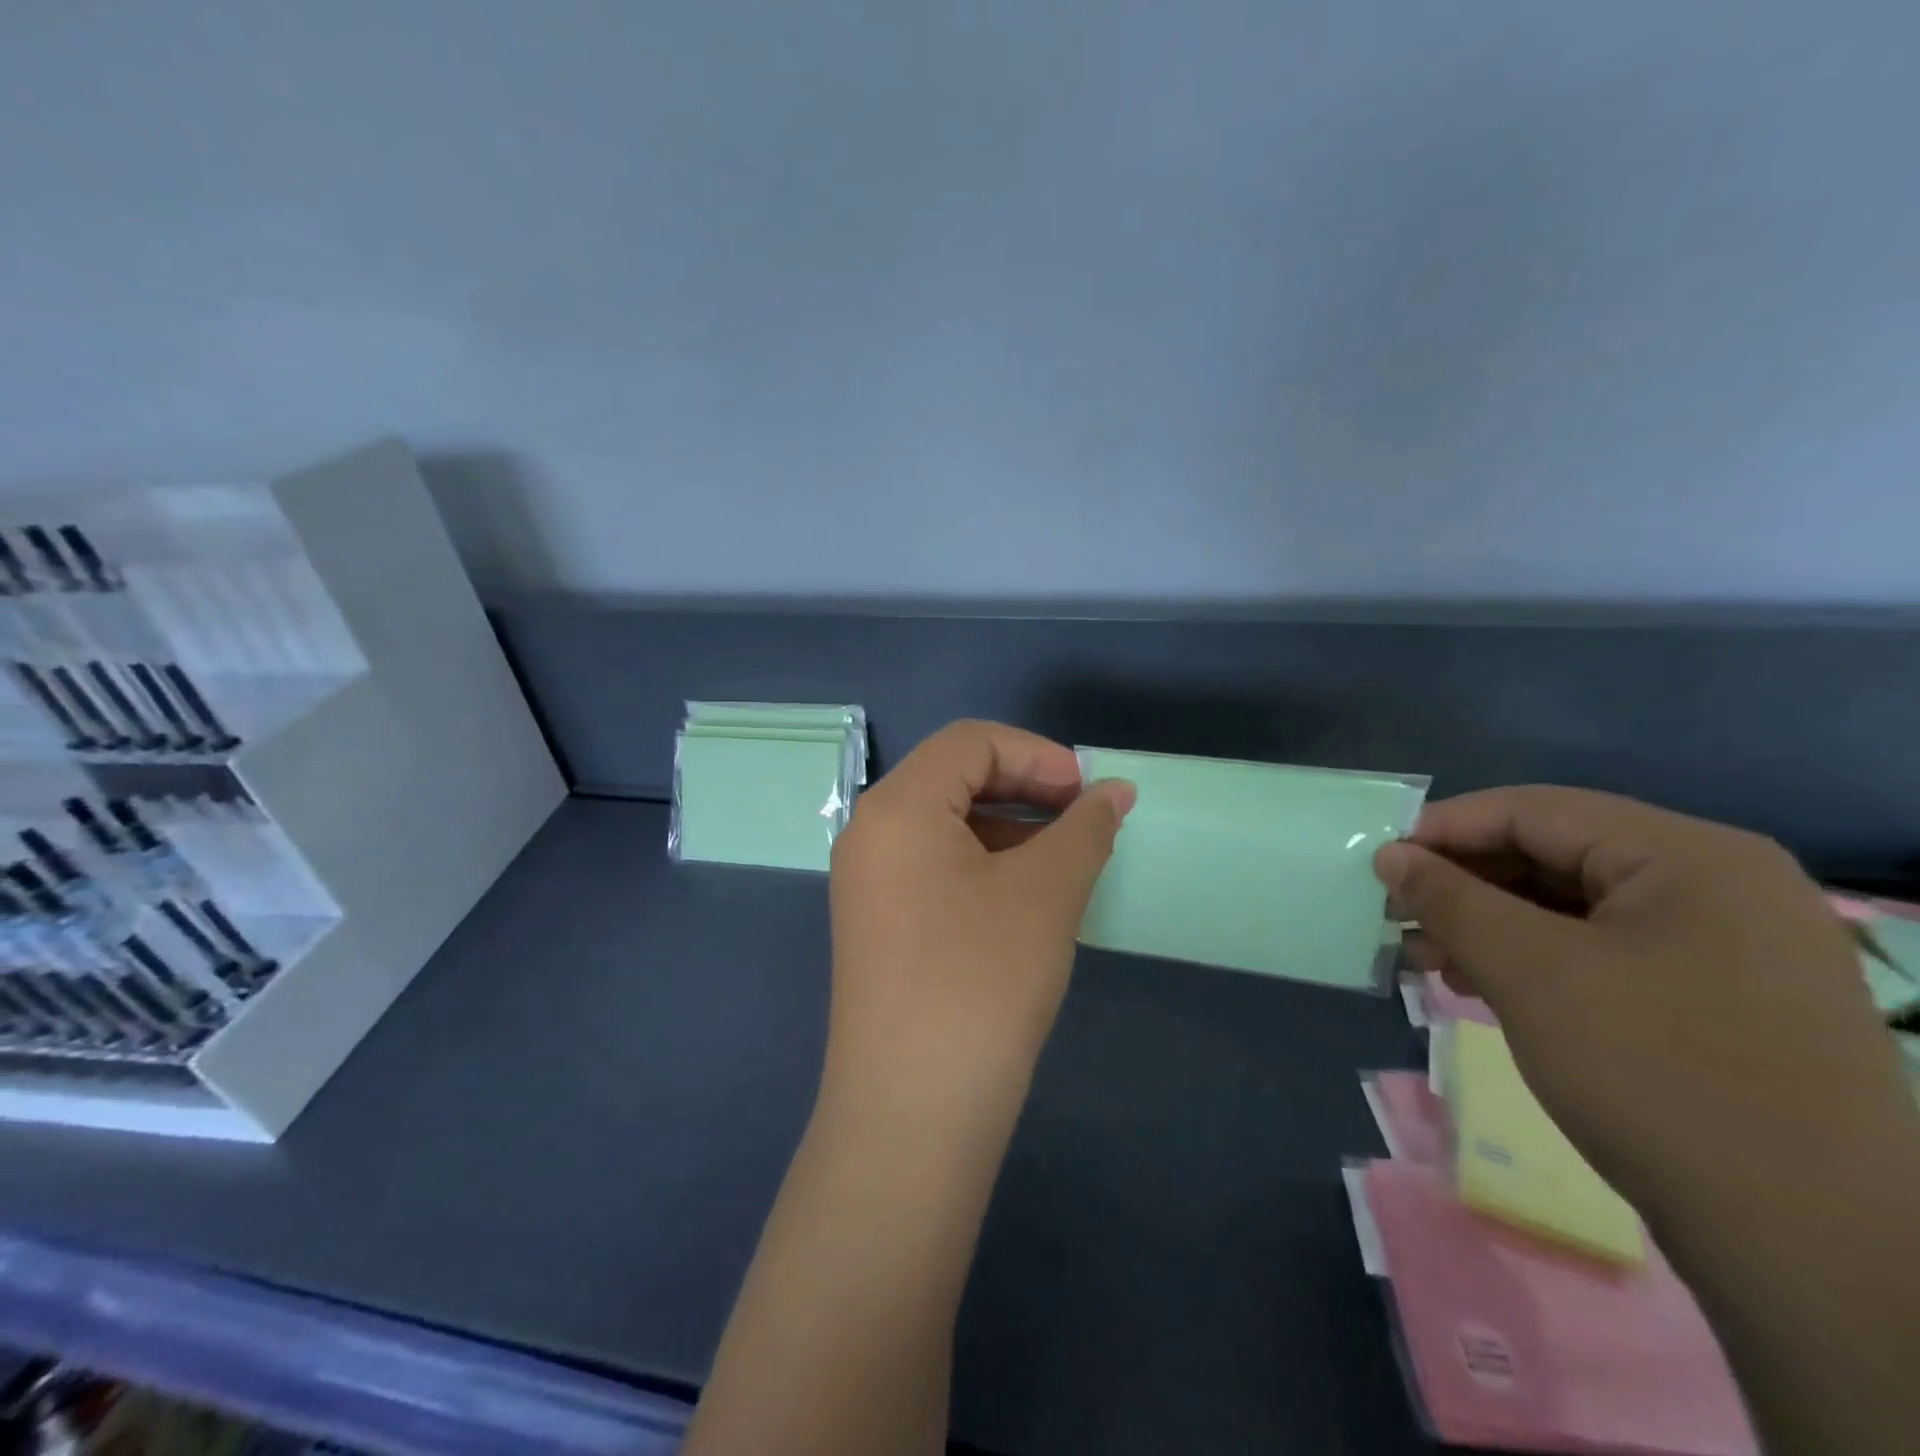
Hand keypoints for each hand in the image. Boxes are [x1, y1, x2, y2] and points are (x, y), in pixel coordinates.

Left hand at [827, 721, 1134, 1116]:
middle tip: (1081, 817)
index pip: (970, 742)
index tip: (1088, 790)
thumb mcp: (1046, 893)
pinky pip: (931, 864)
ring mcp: (867, 880)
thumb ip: (1085, 829)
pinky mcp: (876, 922)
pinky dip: (982, 861)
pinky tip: (1024, 893)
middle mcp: (870, 831)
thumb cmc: (981, 980)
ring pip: (944, 822)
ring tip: (1062, 856)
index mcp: (897, 806)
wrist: (913, 1112)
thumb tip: (1115, 792)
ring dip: (1007, 825)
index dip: (1036, 754)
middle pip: (952, 776)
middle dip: (1023, 785)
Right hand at [1373, 787, 1917, 1225]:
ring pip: (1575, 907)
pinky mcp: (1720, 1000)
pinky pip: (1604, 951)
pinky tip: (1483, 984)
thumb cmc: (1655, 1074)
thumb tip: (1391, 854)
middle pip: (1556, 854)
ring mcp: (1729, 946)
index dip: (1445, 829)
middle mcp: (1720, 885)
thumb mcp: (1528, 971)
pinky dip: (1535, 959)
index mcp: (1691, 856)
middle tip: (1400, 918)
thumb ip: (1449, 898)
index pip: (1535, 810)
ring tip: (1430, 958)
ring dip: (1491, 924)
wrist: (1809, 1246)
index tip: (1380, 863)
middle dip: (1466, 884)